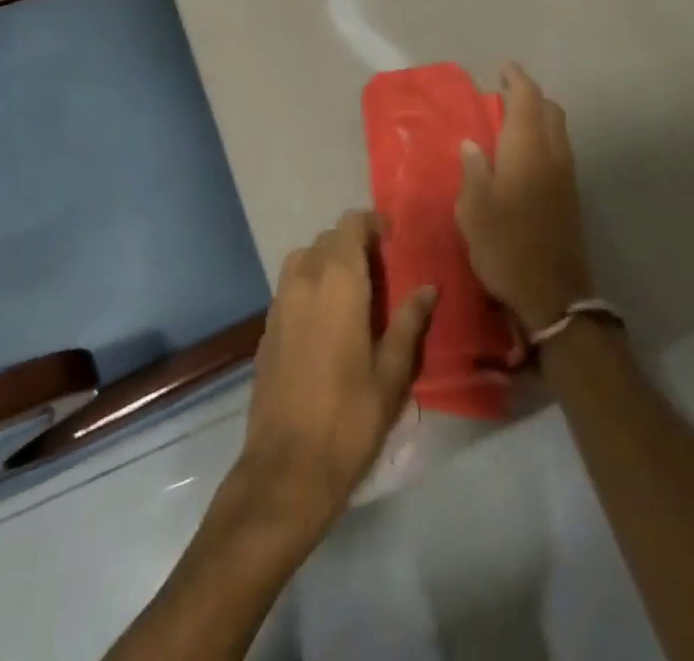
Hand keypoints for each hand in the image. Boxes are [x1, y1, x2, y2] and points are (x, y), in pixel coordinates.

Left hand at [233, 211, 435, 547]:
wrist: (286, 469)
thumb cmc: (349, 418)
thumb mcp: (392, 373)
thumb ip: (409, 322)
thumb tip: (428, 288)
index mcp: (337, 281)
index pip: (350, 224)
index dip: (372, 224)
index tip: (394, 242)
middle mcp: (303, 280)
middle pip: (327, 239)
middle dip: (354, 245)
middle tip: (381, 273)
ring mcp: (279, 303)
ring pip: (304, 259)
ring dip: (328, 263)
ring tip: (354, 295)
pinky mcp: (265, 328)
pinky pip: (290, 288)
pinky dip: (310, 288)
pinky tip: (327, 324)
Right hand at [456, 62, 595, 332]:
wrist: (553, 294)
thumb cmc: (505, 246)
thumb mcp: (474, 209)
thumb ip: (474, 170)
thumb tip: (473, 144)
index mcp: (527, 149)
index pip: (527, 100)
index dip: (516, 79)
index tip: (503, 67)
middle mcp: (552, 154)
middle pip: (549, 110)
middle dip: (530, 95)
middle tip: (504, 92)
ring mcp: (566, 175)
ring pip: (558, 129)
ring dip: (539, 115)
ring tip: (512, 119)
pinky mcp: (571, 194)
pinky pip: (559, 148)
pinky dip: (544, 136)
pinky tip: (524, 153)